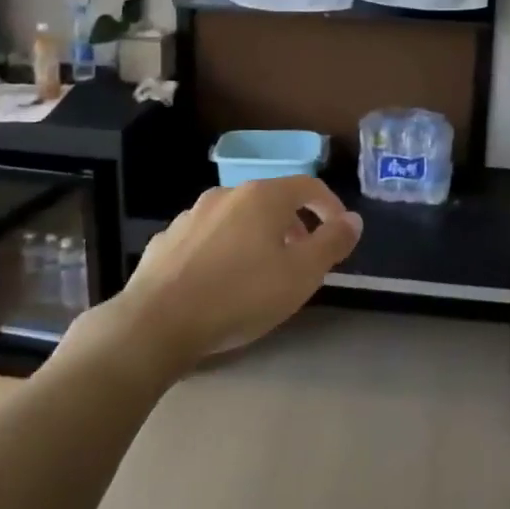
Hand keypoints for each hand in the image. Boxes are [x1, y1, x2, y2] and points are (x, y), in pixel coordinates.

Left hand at [109, 176, 362, 371]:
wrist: (156, 322)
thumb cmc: (240, 295)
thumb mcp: (301, 274)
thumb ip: (332, 243)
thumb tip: (353, 219)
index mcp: (263, 196)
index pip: (308, 186)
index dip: (330, 207)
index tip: (340, 234)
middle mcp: (227, 194)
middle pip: (272, 200)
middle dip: (294, 225)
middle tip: (303, 259)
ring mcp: (192, 215)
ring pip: (238, 218)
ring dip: (258, 237)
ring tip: (262, 273)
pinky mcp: (167, 239)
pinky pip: (208, 237)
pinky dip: (225, 249)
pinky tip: (221, 281)